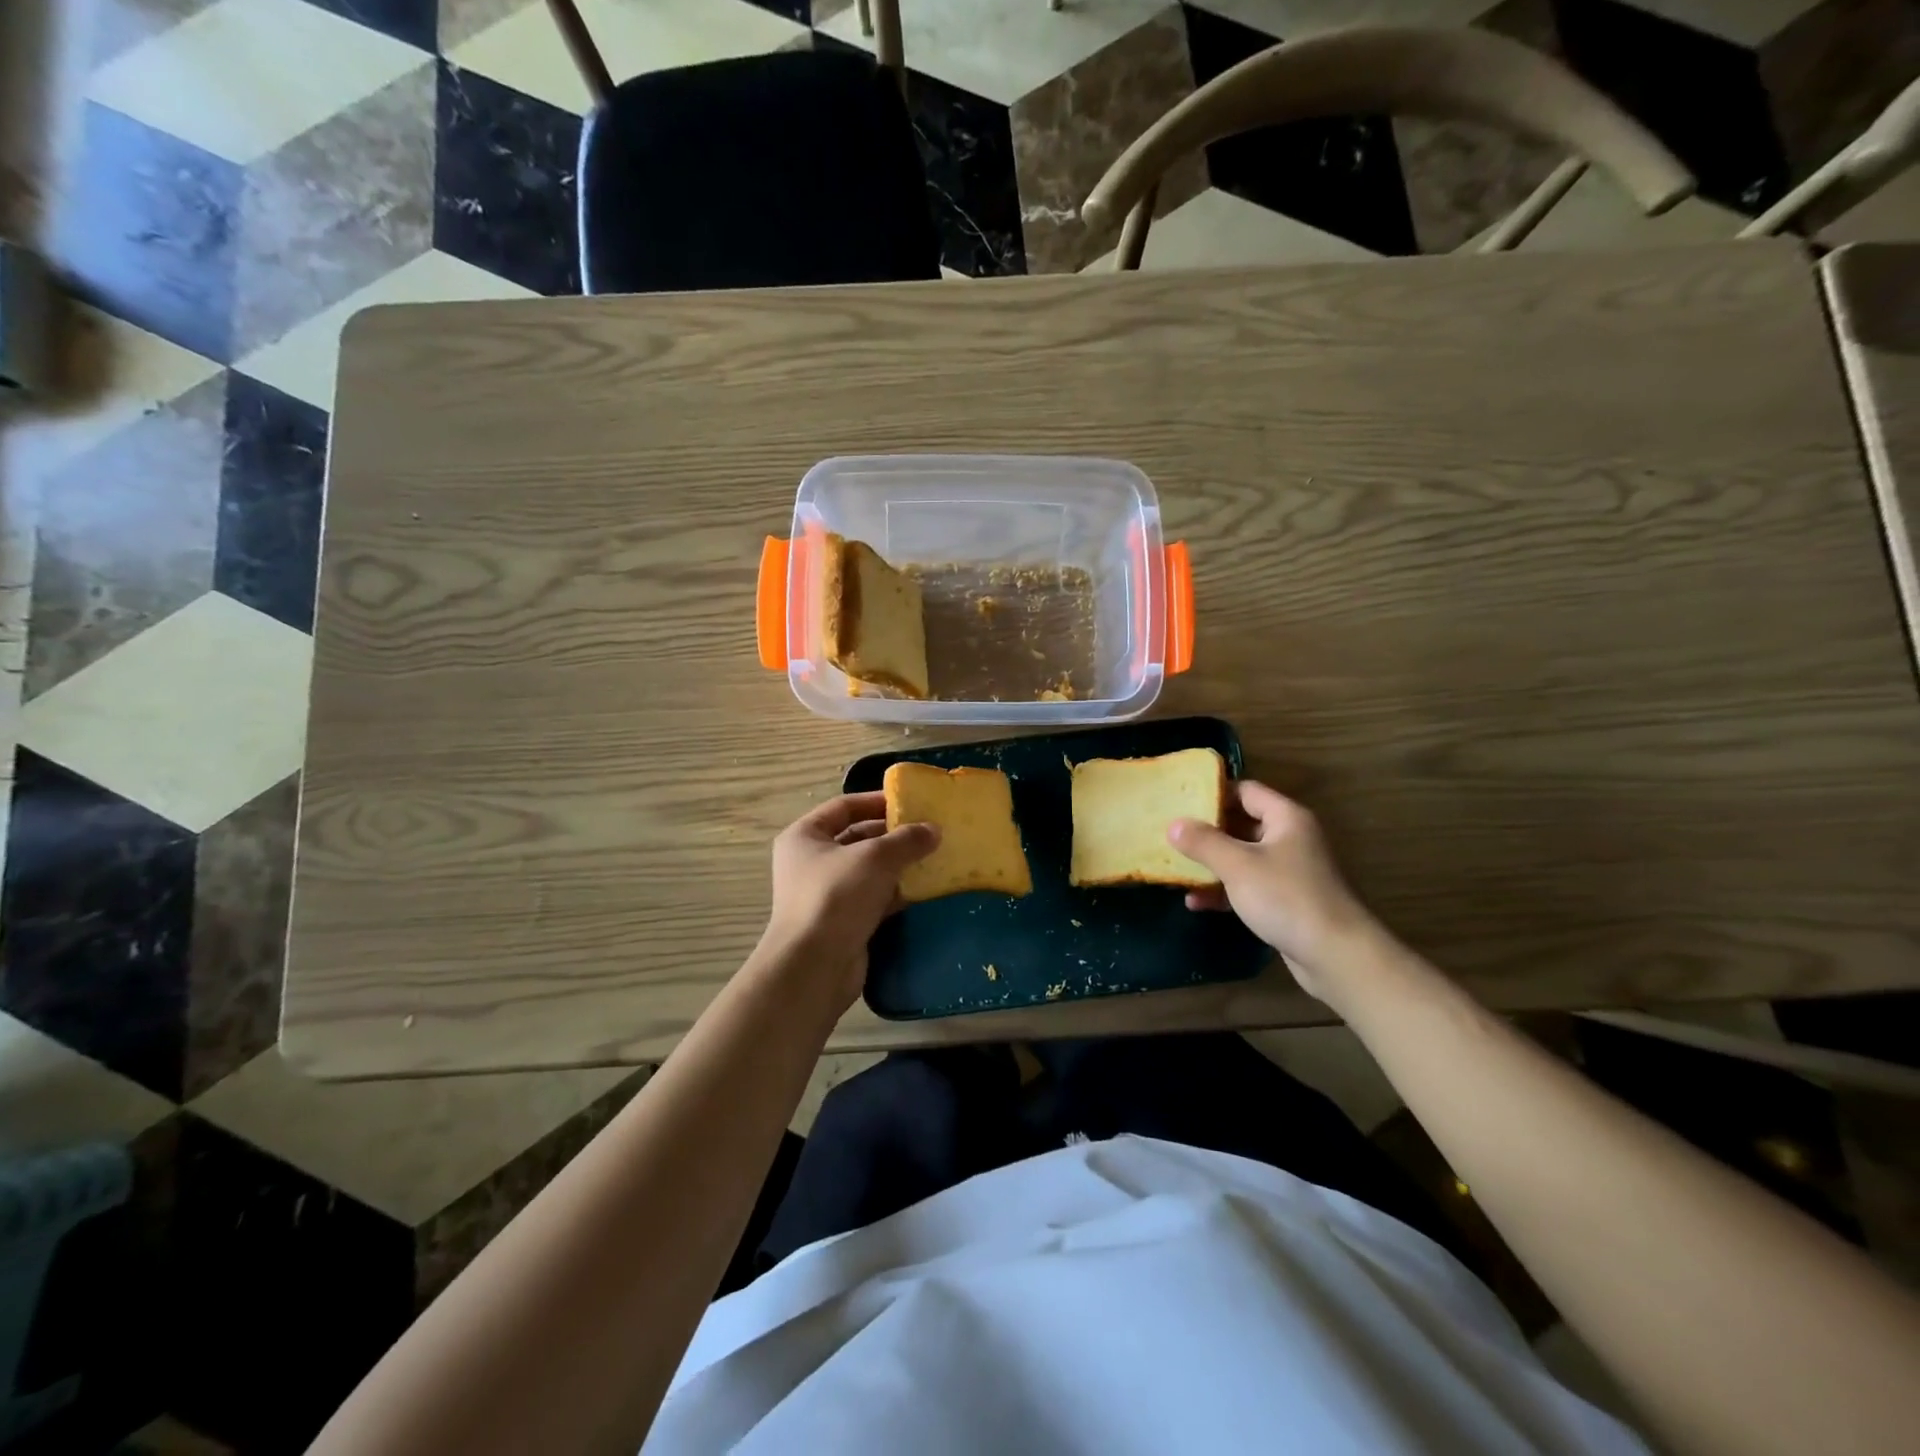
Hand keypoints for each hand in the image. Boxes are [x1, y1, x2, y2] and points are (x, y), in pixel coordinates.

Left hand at [759, 791, 938, 1009]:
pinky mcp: (843, 921)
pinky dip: (896, 892)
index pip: (844, 807)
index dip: (877, 801)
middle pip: (857, 838)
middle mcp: (811, 862)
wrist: (815, 966)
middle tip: (929, 831)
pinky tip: (924, 889)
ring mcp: (826, 894)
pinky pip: (874, 898)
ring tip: (933, 856)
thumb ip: (907, 839)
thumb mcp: (876, 857)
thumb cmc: (837, 896)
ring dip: (898, 864)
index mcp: (805, 836)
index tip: (911, 802)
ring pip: (868, 870)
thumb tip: (934, 830)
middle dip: (893, 835)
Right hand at [1169, 781, 1377, 1001]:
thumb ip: (1203, 841)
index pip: (1246, 791)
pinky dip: (1224, 890)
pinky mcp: (1286, 900)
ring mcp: (1289, 871)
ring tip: (1176, 869)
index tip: (1180, 801)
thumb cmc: (1286, 897)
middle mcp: (1290, 838)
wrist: (1336, 955)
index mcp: (1286, 818)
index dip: (1214, 793)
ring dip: (1211, 864)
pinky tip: (1196, 903)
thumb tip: (1173, 824)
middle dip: (1206, 831)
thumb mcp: (1237, 865)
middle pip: (1241, 824)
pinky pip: (1248, 885)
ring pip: (1242, 857)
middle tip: (1171, 834)